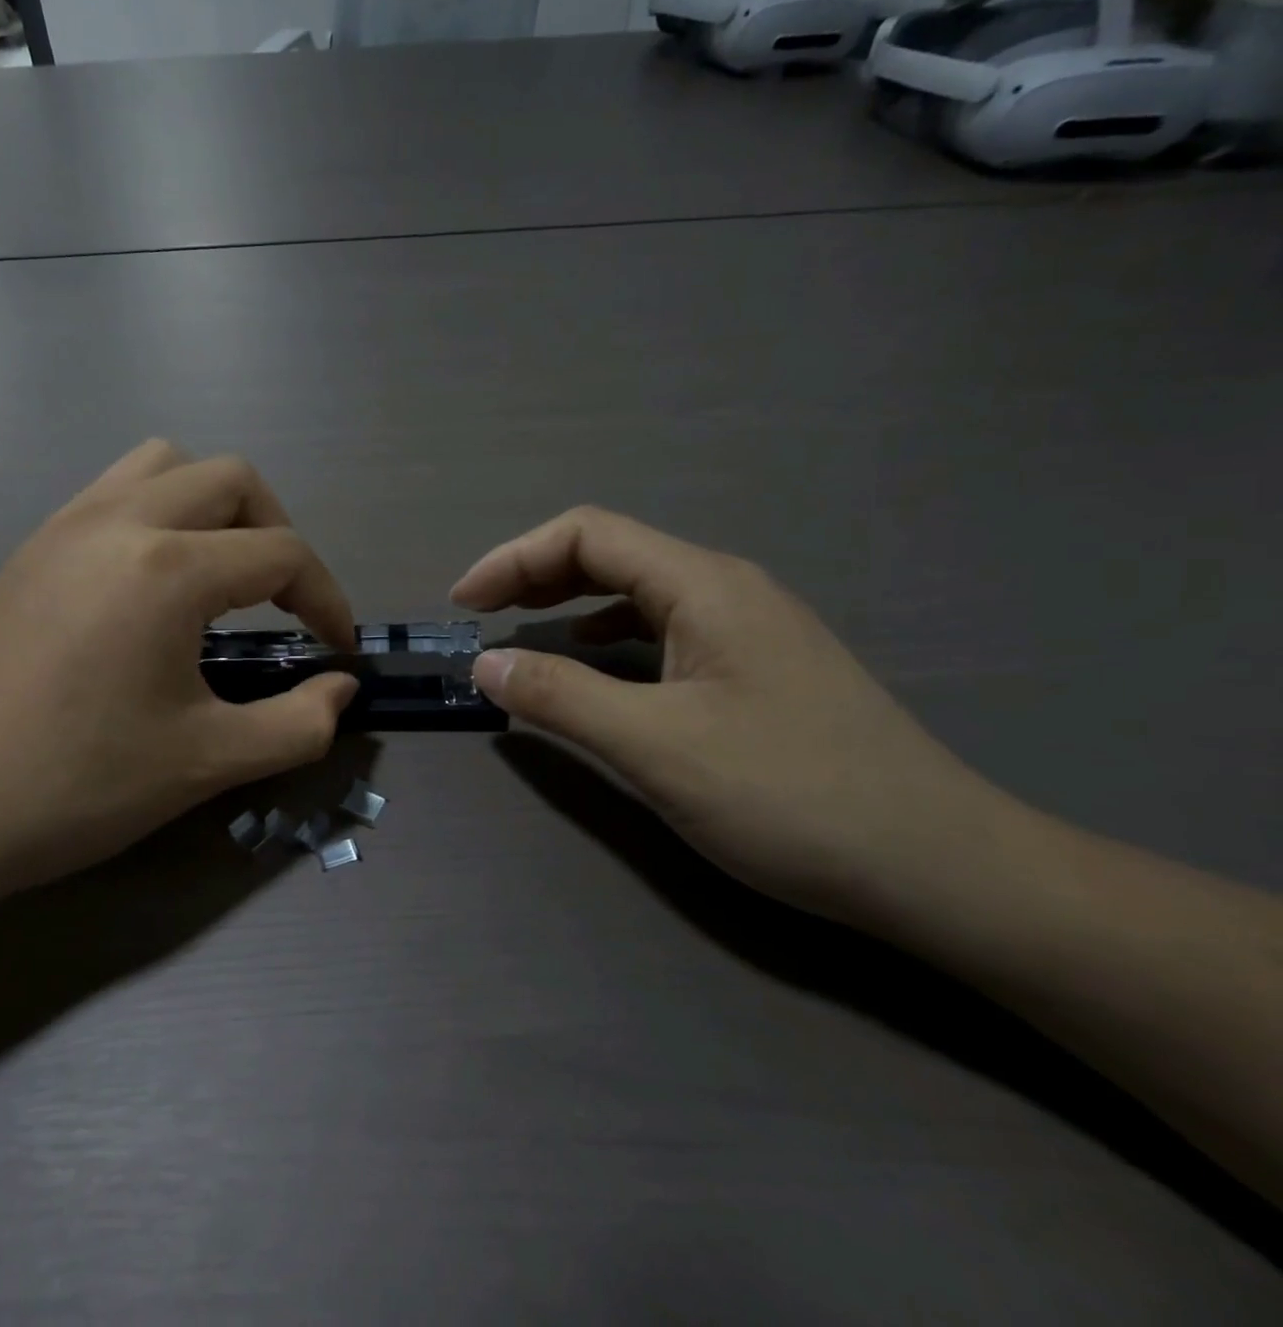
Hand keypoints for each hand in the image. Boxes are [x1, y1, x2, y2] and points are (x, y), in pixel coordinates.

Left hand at [0, 440, 358, 895]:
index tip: (337, 648)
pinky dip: (160, 511)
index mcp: (168, 570)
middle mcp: (121, 521)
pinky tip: (154, 581)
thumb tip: (343, 688)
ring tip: (221, 575)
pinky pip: (115, 489)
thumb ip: (296, 724)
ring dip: (215, 507)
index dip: (326, 598)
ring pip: (167, 465)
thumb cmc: (77, 786)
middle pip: (233, 480)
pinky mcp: (34, 544)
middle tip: (283, 603)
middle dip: (278, 533)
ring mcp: (68, 524)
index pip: (282, 553)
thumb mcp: (206, 763)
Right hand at [452, 507, 1009, 921]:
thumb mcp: (655, 748)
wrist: (940, 868)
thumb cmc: (790, 797)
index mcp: (704, 585)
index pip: (587, 534)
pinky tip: (595, 661)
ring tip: (522, 630)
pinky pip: (663, 628)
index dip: (513, 559)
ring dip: (570, 601)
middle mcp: (727, 589)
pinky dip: (609, 634)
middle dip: (535, 574)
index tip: (463, 604)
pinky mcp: (757, 667)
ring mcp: (748, 628)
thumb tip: (484, 664)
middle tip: (481, 615)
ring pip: (638, 590)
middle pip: (612, 553)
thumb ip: (560, 698)